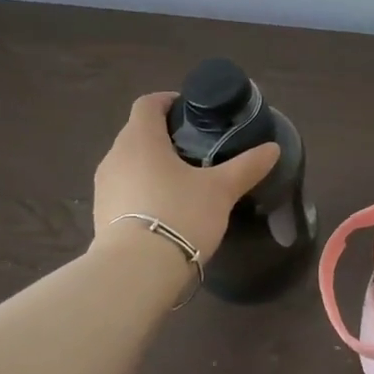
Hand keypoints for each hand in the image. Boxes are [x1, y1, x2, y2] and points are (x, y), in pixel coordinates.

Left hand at [92, 93, 280, 258]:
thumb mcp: (221, 190)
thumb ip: (246, 166)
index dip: (168, 101)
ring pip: (129, 162)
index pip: (148, 103)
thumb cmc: (179, 215)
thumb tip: (272, 148)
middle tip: (196, 148)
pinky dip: (142, 190)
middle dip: (164, 135)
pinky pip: (124, 190)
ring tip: (183, 180)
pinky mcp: (101, 215)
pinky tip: (165, 209)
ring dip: (152, 164)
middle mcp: (115, 156)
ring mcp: (104, 187)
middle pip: (138, 133)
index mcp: (140, 139)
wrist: (136, 272)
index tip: (191, 112)